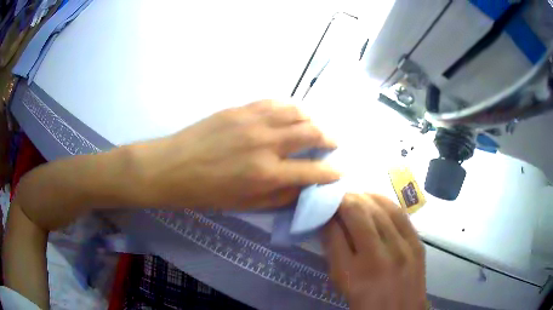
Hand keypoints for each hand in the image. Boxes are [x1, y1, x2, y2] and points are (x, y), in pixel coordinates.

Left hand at [140, 100, 339, 209]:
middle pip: (312, 133)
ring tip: (315, 127)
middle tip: (333, 143)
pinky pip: (275, 102)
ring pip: (297, 112)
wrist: (173, 167)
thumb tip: (303, 185)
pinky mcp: (241, 108)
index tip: (340, 171)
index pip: (312, 171)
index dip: (331, 172)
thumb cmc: (207, 193)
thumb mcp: (246, 205)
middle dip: (330, 139)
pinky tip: (292, 114)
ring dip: (313, 119)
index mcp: (267, 174)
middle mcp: (266, 144)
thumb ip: (280, 195)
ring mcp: (253, 121)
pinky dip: (290, 107)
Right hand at [323, 193, 426, 309]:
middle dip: (343, 199)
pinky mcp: (416, 243)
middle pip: (357, 214)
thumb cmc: (366, 303)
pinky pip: (399, 213)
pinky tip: (374, 198)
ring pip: (379, 208)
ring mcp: (402, 248)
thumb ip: (334, 252)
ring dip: (363, 196)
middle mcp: (378, 258)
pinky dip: (384, 201)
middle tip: (336, 196)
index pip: (334, 232)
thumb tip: (329, 222)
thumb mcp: (342, 283)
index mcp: (352, 274)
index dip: (327, 214)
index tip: (323, 206)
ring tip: (354, 194)